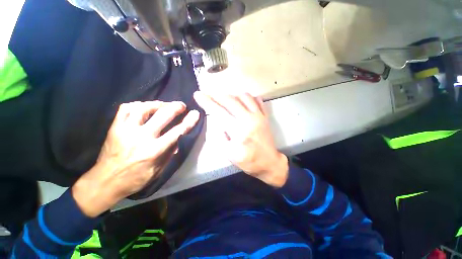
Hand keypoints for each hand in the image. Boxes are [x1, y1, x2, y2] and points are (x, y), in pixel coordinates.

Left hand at [72, 101, 199, 216]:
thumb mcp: (158, 170)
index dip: (189, 121)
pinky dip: (138, 104)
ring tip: (164, 104)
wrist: (104, 181)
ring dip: (157, 104)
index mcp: (154, 150)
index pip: (177, 131)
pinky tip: (144, 107)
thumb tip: (178, 140)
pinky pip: (126, 109)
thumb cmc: (135, 178)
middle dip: (175, 107)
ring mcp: (126, 130)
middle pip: (162, 115)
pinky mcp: (115, 127)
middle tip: (181, 105)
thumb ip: (169, 153)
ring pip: (143, 108)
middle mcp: (141, 137)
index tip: (195, 113)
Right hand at [193, 91, 287, 186]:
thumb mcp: (229, 155)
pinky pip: (257, 100)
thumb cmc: (249, 161)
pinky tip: (242, 101)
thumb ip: (219, 137)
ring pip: (244, 96)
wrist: (270, 163)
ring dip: (232, 96)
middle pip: (230, 101)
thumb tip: (216, 122)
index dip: (207, 102)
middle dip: (217, 96)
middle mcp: (249, 119)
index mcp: (238, 131)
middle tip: (209, 95)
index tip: (198, 95)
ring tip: (226, 100)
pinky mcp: (265, 116)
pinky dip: (248, 97)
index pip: (219, 112)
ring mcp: (259, 116)